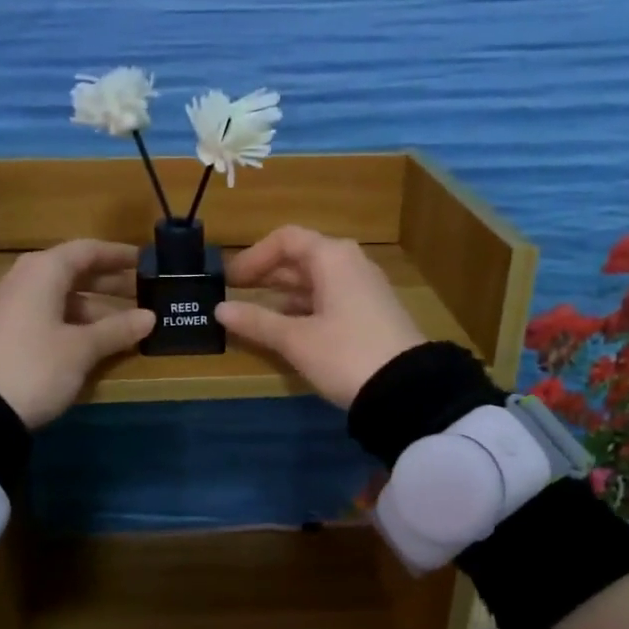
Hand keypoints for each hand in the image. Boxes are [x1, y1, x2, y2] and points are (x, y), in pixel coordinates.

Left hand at [0, 239, 154, 428]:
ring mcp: (14, 306)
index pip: (87, 251)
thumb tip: (150, 317)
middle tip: (145, 294)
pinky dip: (76, 322)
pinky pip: (50, 315)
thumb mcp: (82, 349)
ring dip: (95, 307)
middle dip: (110, 283)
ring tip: (128, 324)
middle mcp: (26, 280)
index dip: (118, 255)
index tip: (146, 263)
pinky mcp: (8, 332)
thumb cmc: (36, 366)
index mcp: (44, 271)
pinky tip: (96, 340)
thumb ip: (117, 329)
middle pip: (74, 272)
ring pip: (63, 297)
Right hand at [216, 225, 425, 407]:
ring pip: (316, 280)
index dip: (254, 256)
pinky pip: (330, 298)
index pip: (285, 239)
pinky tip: (289, 329)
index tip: (230, 281)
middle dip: (267, 274)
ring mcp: (364, 288)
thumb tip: (220, 310)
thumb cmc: (345, 354)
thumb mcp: (296, 340)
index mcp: (332, 257)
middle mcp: (350, 264)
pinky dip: (305, 307)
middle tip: (236, 294)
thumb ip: (256, 321)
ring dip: (284, 293)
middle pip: (301, 257)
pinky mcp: (372, 312)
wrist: (408, 389)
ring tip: (256, 314)